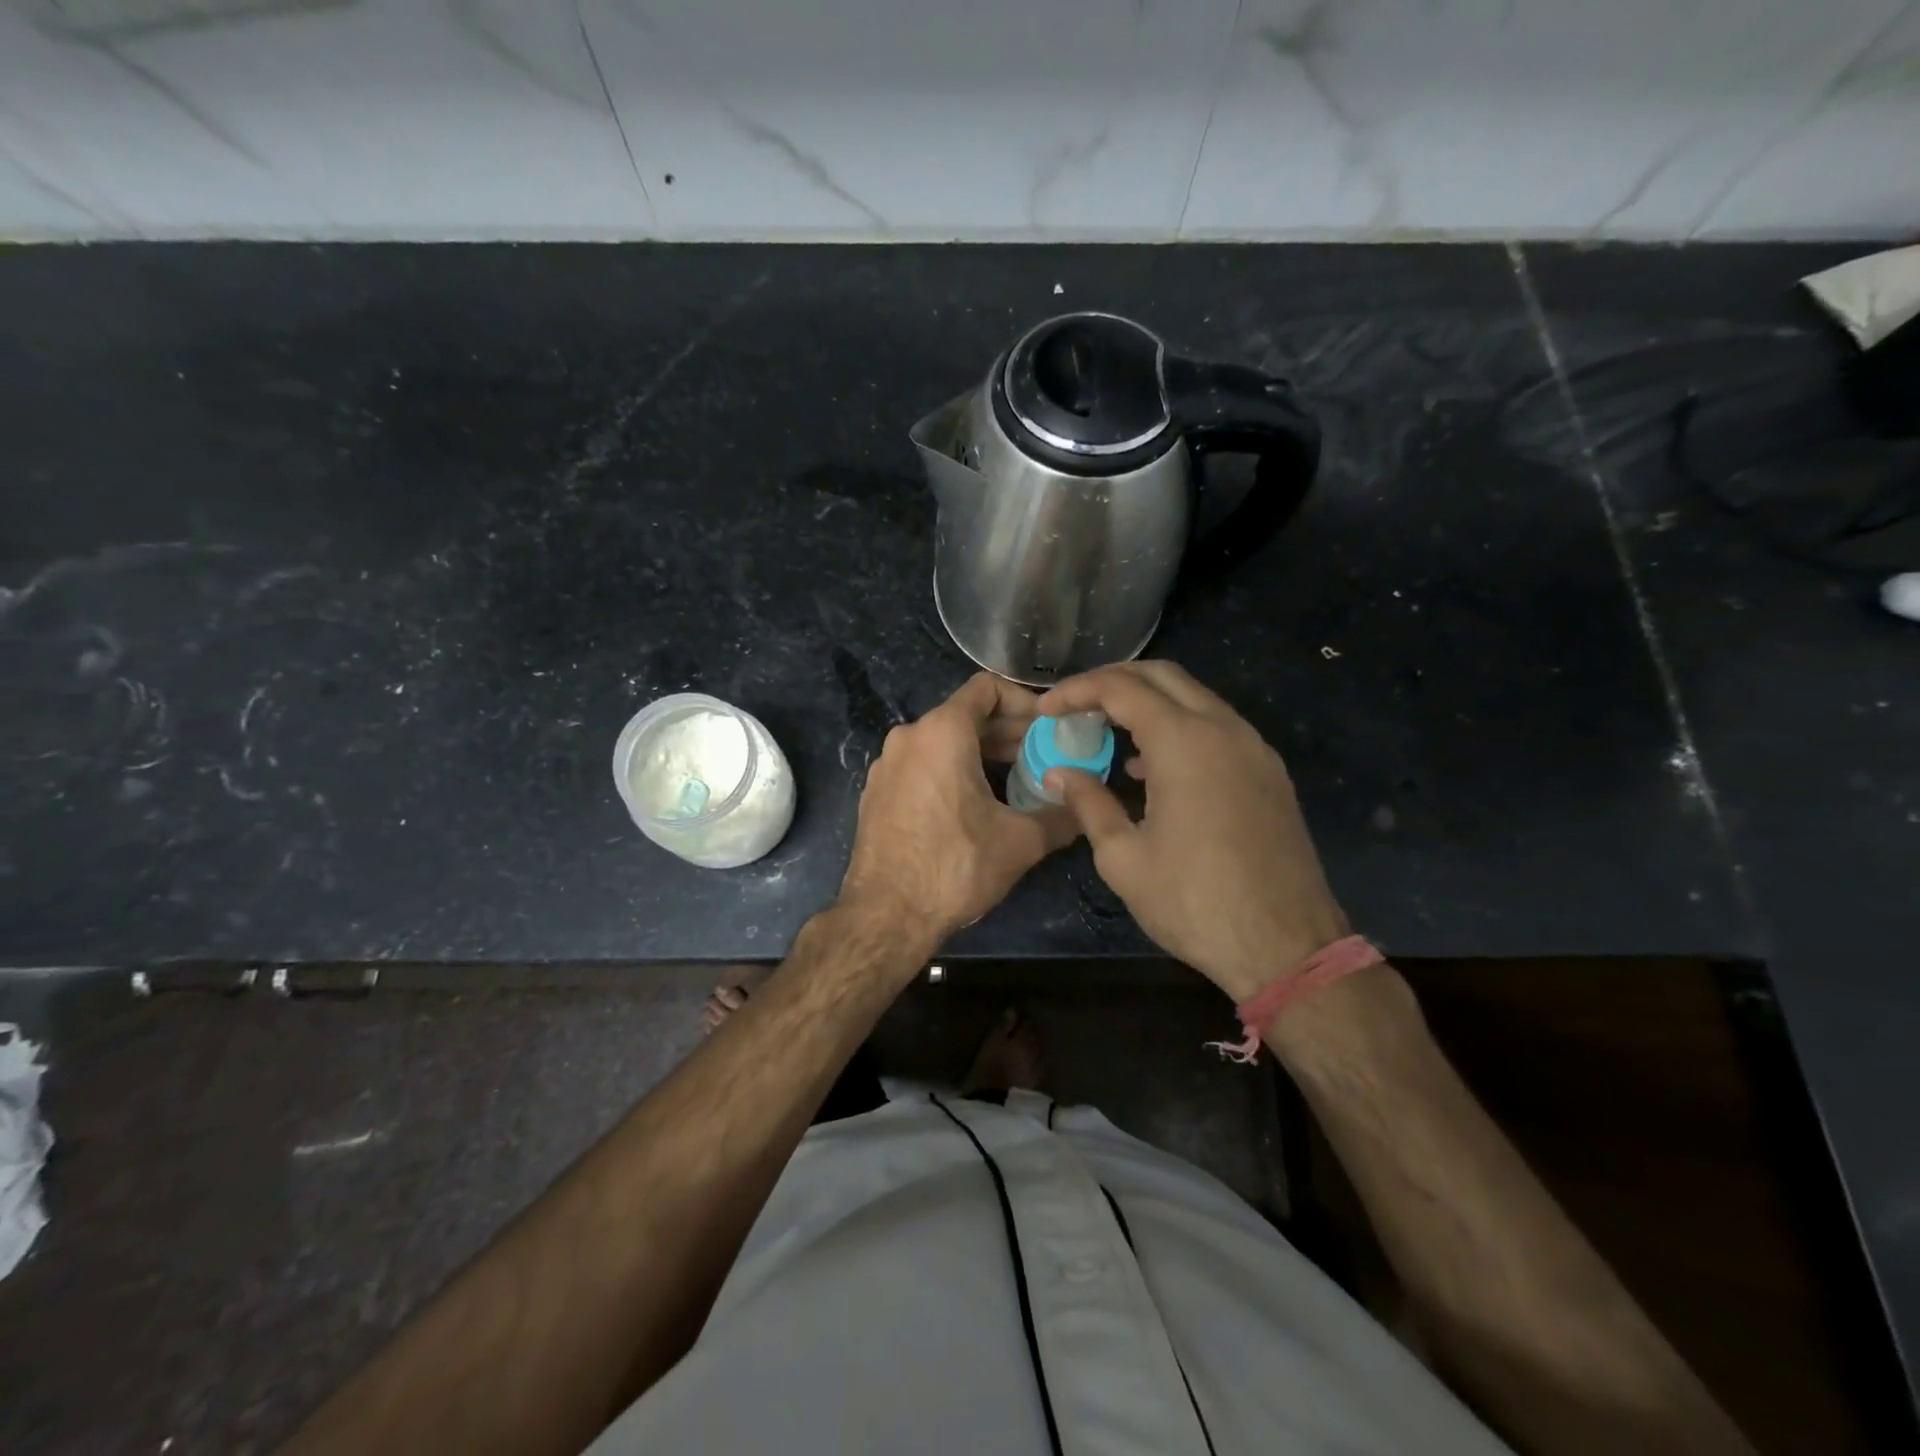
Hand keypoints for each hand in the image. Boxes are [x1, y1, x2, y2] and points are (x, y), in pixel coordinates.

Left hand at [839, 672, 1077, 944]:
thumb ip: (1061, 817)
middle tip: (1044, 756)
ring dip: (982, 752)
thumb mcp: (1020, 842)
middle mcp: (909, 736)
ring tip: (1017, 779)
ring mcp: (887, 764)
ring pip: (943, 741)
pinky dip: (952, 770)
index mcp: (942, 732)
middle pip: (966, 715)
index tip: (1047, 728)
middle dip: (1008, 732)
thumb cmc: (955, 868)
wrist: (885, 915)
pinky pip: (922, 764)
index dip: (1024, 701)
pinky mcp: (877, 791)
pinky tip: (976, 804)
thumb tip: (1087, 809)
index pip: (987, 687)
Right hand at [1037, 661, 1347, 1001]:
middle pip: (1162, 676)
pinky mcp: (1269, 773)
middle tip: (1076, 706)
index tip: (1046, 709)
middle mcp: (1224, 729)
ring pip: (1194, 698)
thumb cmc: (1194, 903)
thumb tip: (1059, 773)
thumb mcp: (1124, 858)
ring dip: (1148, 703)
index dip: (1076, 691)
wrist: (1286, 947)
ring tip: (1107, 732)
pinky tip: (1151, 767)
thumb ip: (1089, 804)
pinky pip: (1217, 728)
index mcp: (1184, 742)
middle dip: (1113, 681)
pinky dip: (1178, 727)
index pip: (1121, 688)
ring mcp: (1254, 748)